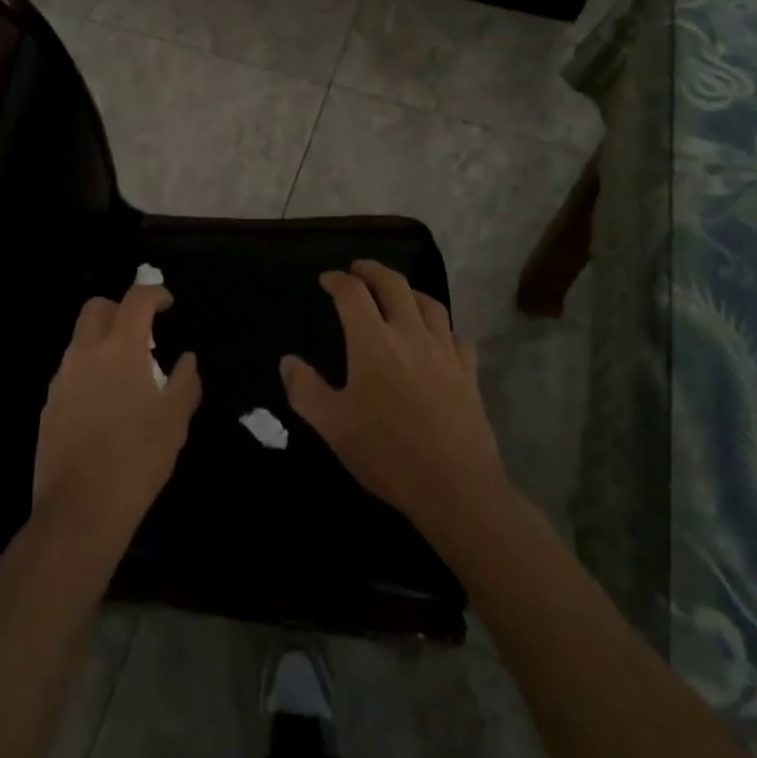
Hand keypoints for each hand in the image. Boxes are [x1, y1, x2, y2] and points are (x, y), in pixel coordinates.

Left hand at [32, 283, 201, 555]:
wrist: (80, 509)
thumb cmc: (137, 458)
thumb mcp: (175, 420)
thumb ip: (185, 381)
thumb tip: (187, 360)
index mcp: (120, 348)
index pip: (136, 299)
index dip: (154, 294)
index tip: (167, 304)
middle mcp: (86, 353)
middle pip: (97, 308)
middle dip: (120, 309)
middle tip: (141, 332)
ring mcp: (62, 379)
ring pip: (80, 340)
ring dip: (103, 341)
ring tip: (126, 373)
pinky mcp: (48, 405)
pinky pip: (70, 372)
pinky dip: (89, 371)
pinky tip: (104, 404)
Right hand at [281, 261, 508, 539]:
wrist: (455, 487)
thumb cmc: (387, 454)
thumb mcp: (333, 426)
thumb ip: (305, 389)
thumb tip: (288, 361)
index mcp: (373, 341)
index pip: (352, 293)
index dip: (337, 280)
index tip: (326, 280)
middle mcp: (409, 334)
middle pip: (393, 284)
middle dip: (372, 270)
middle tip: (358, 269)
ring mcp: (444, 351)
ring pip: (429, 303)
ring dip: (408, 290)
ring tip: (397, 293)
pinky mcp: (468, 372)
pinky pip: (456, 335)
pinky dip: (442, 325)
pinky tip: (438, 335)